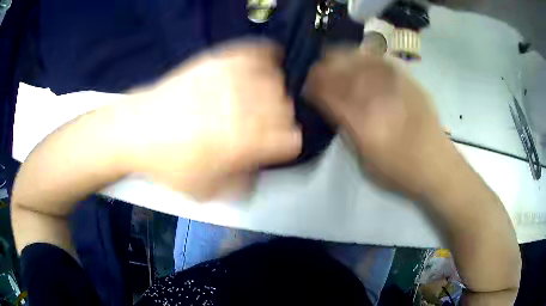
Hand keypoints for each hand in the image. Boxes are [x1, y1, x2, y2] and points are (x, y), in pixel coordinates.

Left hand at [121, 41, 301, 198]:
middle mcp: (244, 107)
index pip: (290, 138)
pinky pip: (254, 52)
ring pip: (274, 81)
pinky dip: (264, 56)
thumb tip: (257, 171)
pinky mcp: (218, 61)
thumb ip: (240, 183)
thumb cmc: (169, 164)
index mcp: (244, 142)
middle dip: (279, 119)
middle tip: (264, 123)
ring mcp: (231, 80)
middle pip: (285, 108)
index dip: (287, 143)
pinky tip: (262, 64)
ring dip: (272, 92)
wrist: (138, 130)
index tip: (278, 144)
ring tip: (259, 97)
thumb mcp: (206, 189)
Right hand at [304, 49, 451, 197]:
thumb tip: (331, 106)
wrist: (435, 164)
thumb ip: (345, 129)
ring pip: (357, 57)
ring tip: (335, 63)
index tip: (307, 86)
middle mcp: (376, 94)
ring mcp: (393, 82)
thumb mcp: (362, 160)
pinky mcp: (407, 78)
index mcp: (361, 119)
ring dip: (340, 58)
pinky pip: (378, 58)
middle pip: (339, 67)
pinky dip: (361, 57)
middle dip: (322, 68)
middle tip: (318, 74)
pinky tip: (359, 63)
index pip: (326, 90)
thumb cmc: (398, 170)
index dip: (312, 84)